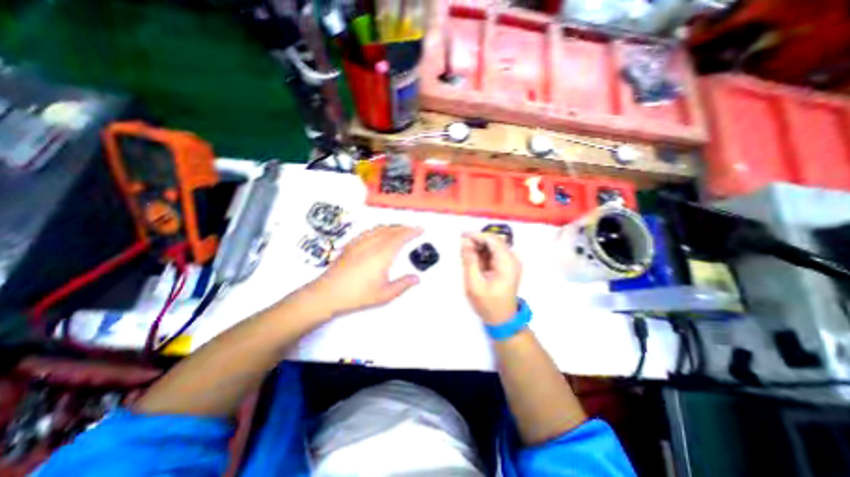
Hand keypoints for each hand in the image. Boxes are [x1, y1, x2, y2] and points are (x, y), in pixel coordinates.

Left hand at [309, 223, 420, 313]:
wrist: (327, 293)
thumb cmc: (357, 295)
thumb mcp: (384, 294)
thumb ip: (403, 285)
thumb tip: (416, 278)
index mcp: (382, 254)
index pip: (400, 237)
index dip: (412, 231)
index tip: (420, 230)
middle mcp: (372, 244)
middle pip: (391, 230)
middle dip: (404, 227)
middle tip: (413, 229)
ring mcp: (360, 242)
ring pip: (379, 228)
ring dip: (392, 226)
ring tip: (399, 229)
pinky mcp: (351, 244)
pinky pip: (368, 231)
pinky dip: (379, 228)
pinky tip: (378, 232)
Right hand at [462, 233, 520, 325]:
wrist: (502, 319)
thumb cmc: (488, 304)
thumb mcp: (474, 283)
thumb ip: (469, 260)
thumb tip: (465, 242)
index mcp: (507, 263)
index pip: (492, 239)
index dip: (477, 235)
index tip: (462, 236)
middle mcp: (512, 259)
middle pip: (494, 241)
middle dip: (477, 241)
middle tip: (462, 247)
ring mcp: (511, 263)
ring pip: (493, 246)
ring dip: (479, 247)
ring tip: (466, 256)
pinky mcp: (507, 266)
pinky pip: (494, 254)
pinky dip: (483, 254)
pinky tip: (473, 260)